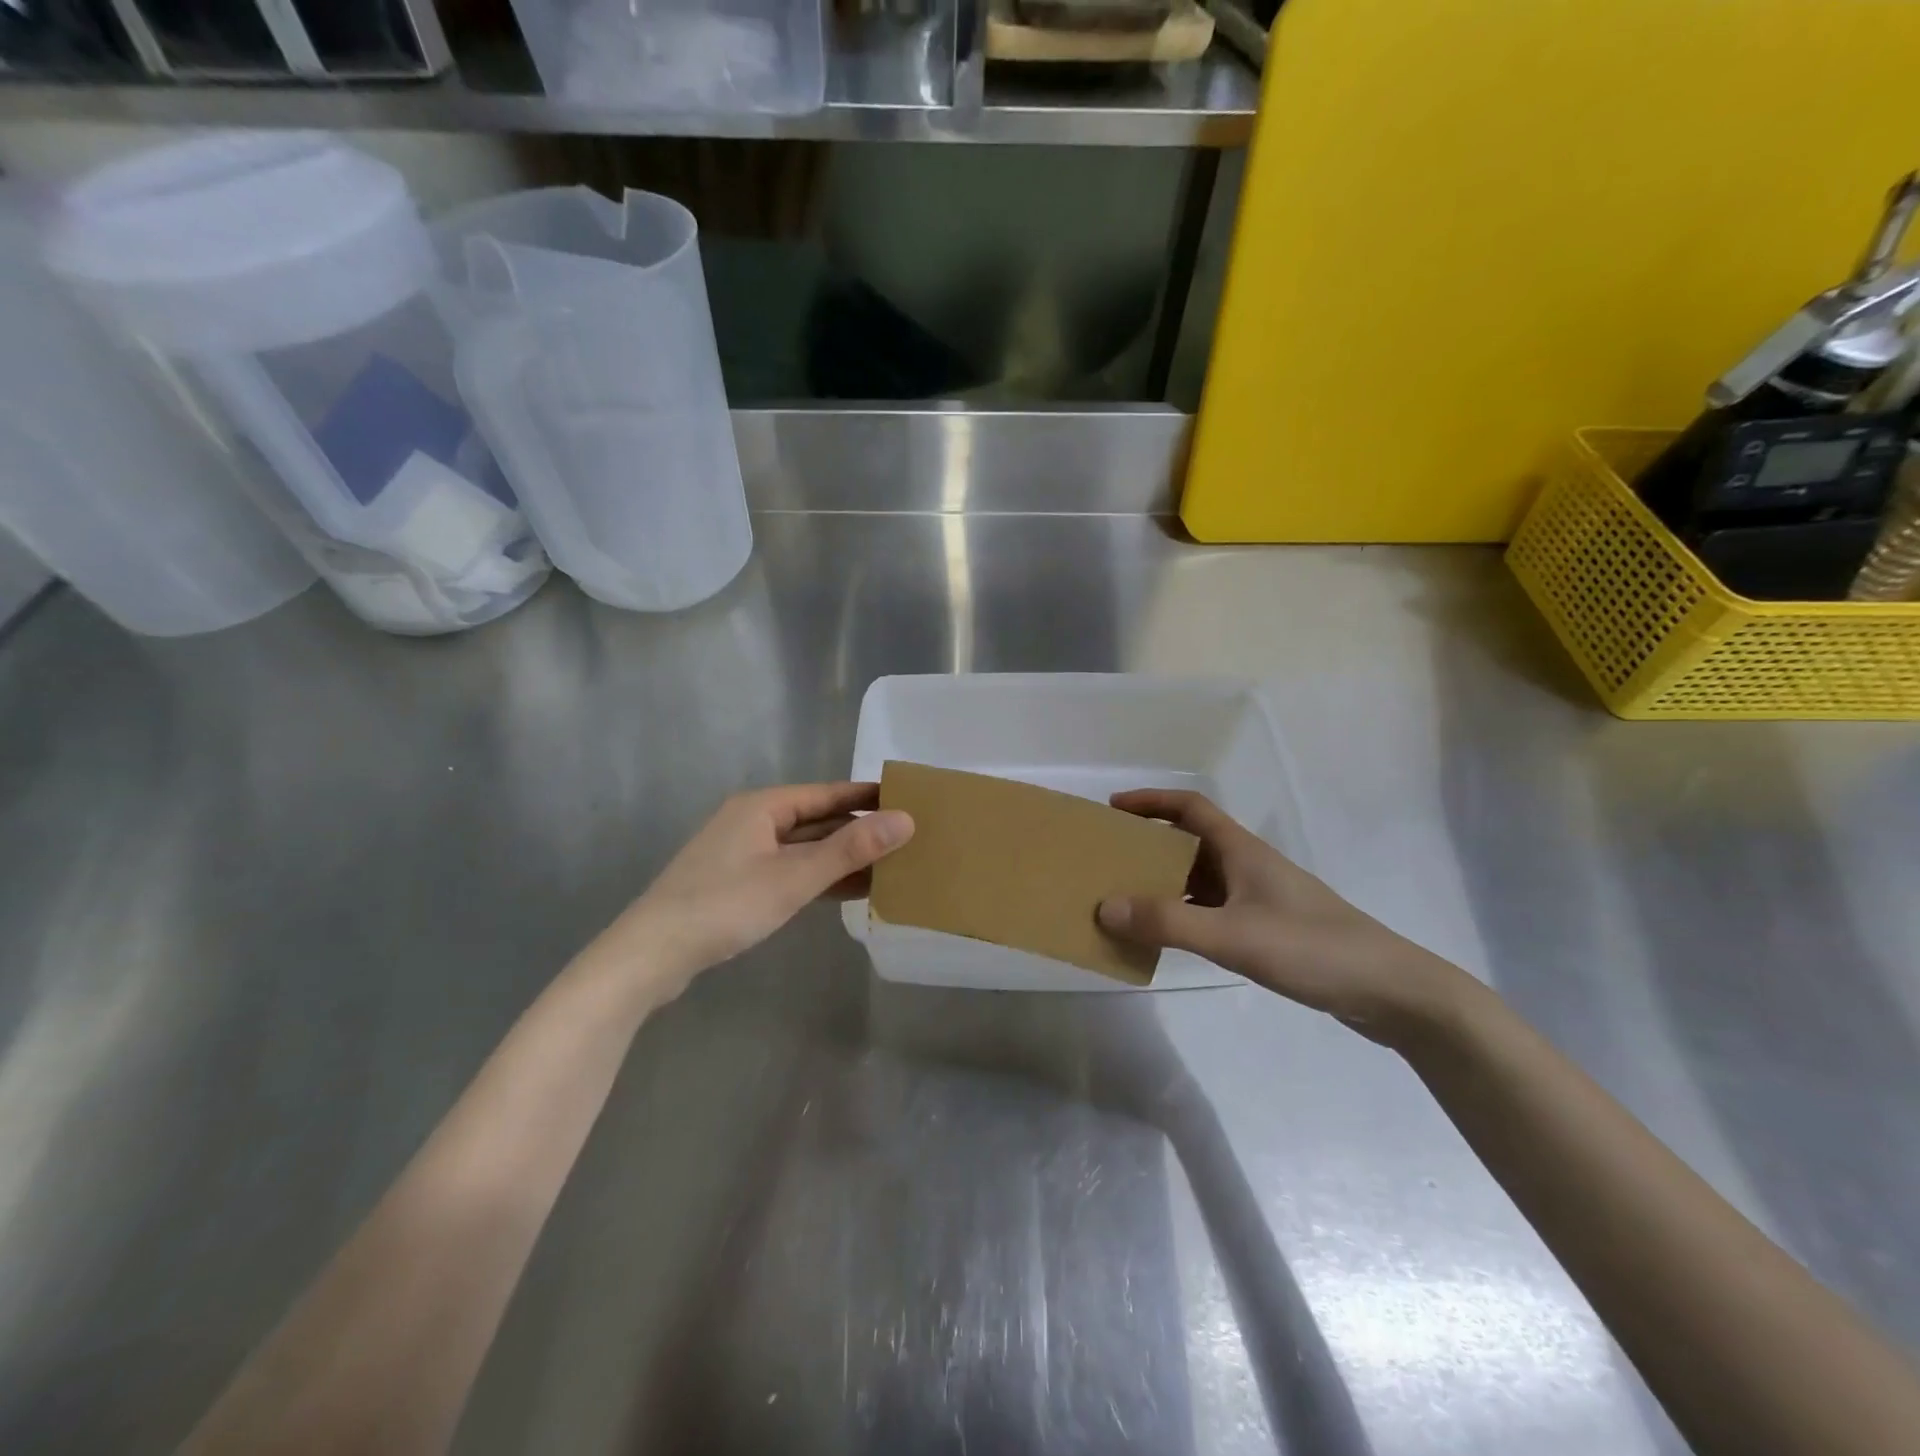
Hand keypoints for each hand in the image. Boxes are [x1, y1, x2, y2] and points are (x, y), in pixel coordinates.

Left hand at [591, 783, 913, 1004]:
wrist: (651, 954)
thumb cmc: (725, 905)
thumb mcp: (794, 876)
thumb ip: (850, 849)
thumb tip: (906, 820)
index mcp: (763, 806)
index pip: (827, 793)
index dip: (867, 796)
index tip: (908, 799)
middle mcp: (753, 821)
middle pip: (816, 819)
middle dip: (859, 829)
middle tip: (907, 836)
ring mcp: (743, 853)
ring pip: (804, 848)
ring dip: (842, 857)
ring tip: (890, 865)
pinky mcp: (738, 884)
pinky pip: (791, 870)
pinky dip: (820, 878)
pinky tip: (850, 890)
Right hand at [1096, 790, 1472, 1044]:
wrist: (1390, 991)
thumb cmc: (1312, 948)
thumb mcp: (1233, 935)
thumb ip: (1167, 922)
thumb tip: (1104, 906)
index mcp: (1242, 851)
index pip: (1190, 807)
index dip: (1150, 801)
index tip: (1112, 808)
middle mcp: (1247, 866)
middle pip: (1189, 842)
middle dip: (1147, 845)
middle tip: (1108, 860)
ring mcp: (1259, 899)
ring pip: (1199, 880)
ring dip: (1162, 884)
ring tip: (1124, 900)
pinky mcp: (1267, 929)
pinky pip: (1210, 911)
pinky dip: (1182, 916)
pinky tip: (1166, 938)